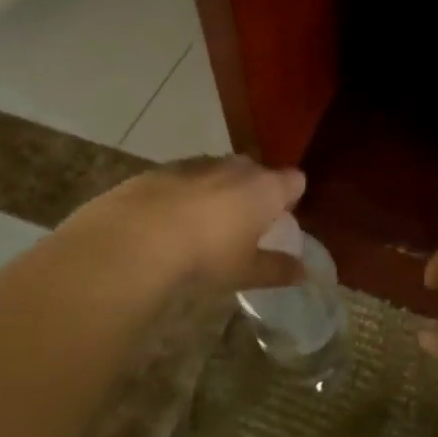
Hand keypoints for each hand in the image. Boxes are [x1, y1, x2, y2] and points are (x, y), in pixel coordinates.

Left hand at [62, 156, 307, 291]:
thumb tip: (302, 272)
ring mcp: (198, 163)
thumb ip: (276, 269)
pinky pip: (185, 178)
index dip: (291, 196)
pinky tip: (171, 220)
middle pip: (256, 171)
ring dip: (218, 190)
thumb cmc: (206, 255)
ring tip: (206, 222)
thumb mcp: (245, 271)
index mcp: (265, 188)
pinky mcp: (162, 169)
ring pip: (219, 171)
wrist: (135, 238)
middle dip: (254, 191)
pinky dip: (184, 193)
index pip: (294, 180)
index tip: (282, 216)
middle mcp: (236, 167)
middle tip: (245, 222)